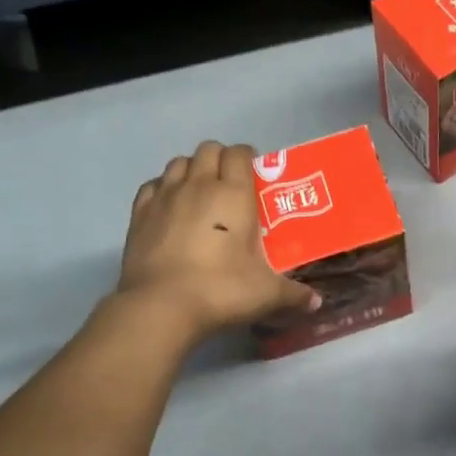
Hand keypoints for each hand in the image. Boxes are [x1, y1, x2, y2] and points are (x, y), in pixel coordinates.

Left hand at [116, 142, 316, 339]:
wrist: (160, 306)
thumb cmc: (221, 289)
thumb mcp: (267, 294)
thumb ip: (294, 294)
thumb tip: (316, 302)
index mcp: (234, 194)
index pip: (239, 153)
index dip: (248, 157)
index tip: (255, 174)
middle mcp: (199, 185)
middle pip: (208, 150)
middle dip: (220, 159)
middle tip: (230, 184)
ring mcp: (164, 197)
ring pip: (178, 163)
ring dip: (191, 170)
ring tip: (200, 193)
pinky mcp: (138, 214)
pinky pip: (153, 185)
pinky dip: (163, 188)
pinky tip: (170, 207)